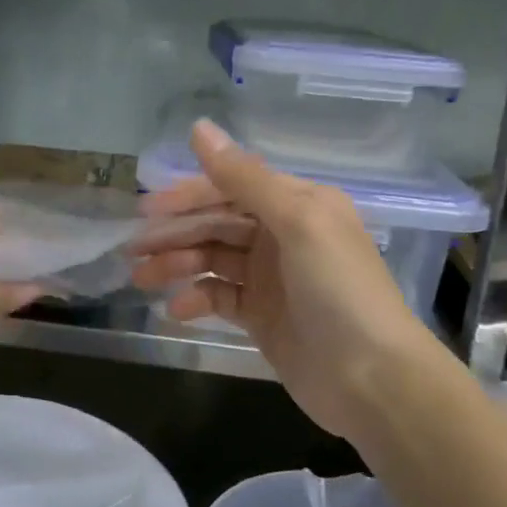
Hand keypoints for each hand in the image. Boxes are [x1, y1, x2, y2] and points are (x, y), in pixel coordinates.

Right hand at [131, 120, 441, 441]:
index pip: (231, 187)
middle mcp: (283, 234)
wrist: (373, 379)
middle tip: (133, 250)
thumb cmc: (338, 289)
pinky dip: (197, 300)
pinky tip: (177, 310)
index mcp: (297, 203)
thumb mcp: (296, 222)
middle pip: (217, 223)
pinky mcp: (263, 315)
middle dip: (175, 234)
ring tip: (143, 279)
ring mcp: (271, 277)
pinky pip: (220, 297)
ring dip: (178, 265)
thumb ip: (244, 177)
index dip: (188, 196)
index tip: (147, 211)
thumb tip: (199, 127)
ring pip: (213, 259)